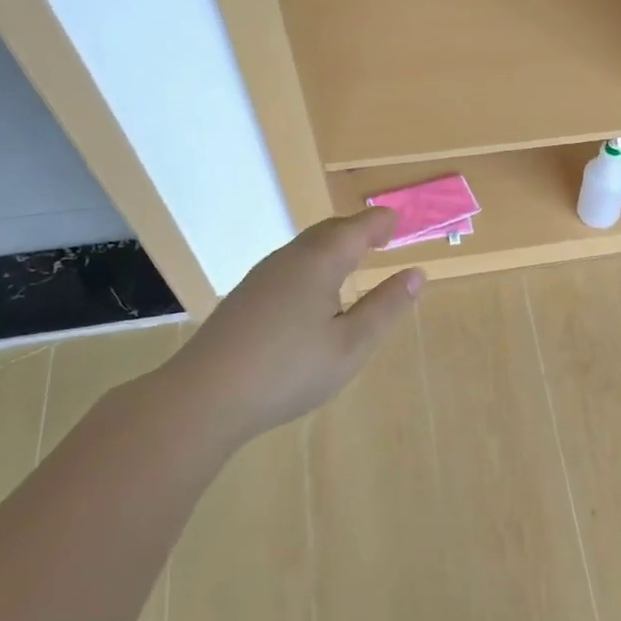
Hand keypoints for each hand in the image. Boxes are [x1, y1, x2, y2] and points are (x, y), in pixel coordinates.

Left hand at [157, 208, 422, 444]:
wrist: (203, 397)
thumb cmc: (288, 370)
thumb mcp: (351, 344)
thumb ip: (386, 307)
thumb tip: (416, 274)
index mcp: (320, 262)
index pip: (357, 228)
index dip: (380, 223)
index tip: (397, 223)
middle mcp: (289, 258)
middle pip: (329, 231)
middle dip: (357, 230)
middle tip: (380, 238)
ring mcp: (261, 277)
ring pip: (305, 248)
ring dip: (333, 246)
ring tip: (352, 262)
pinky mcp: (244, 298)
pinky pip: (289, 266)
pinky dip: (313, 265)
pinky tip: (312, 294)